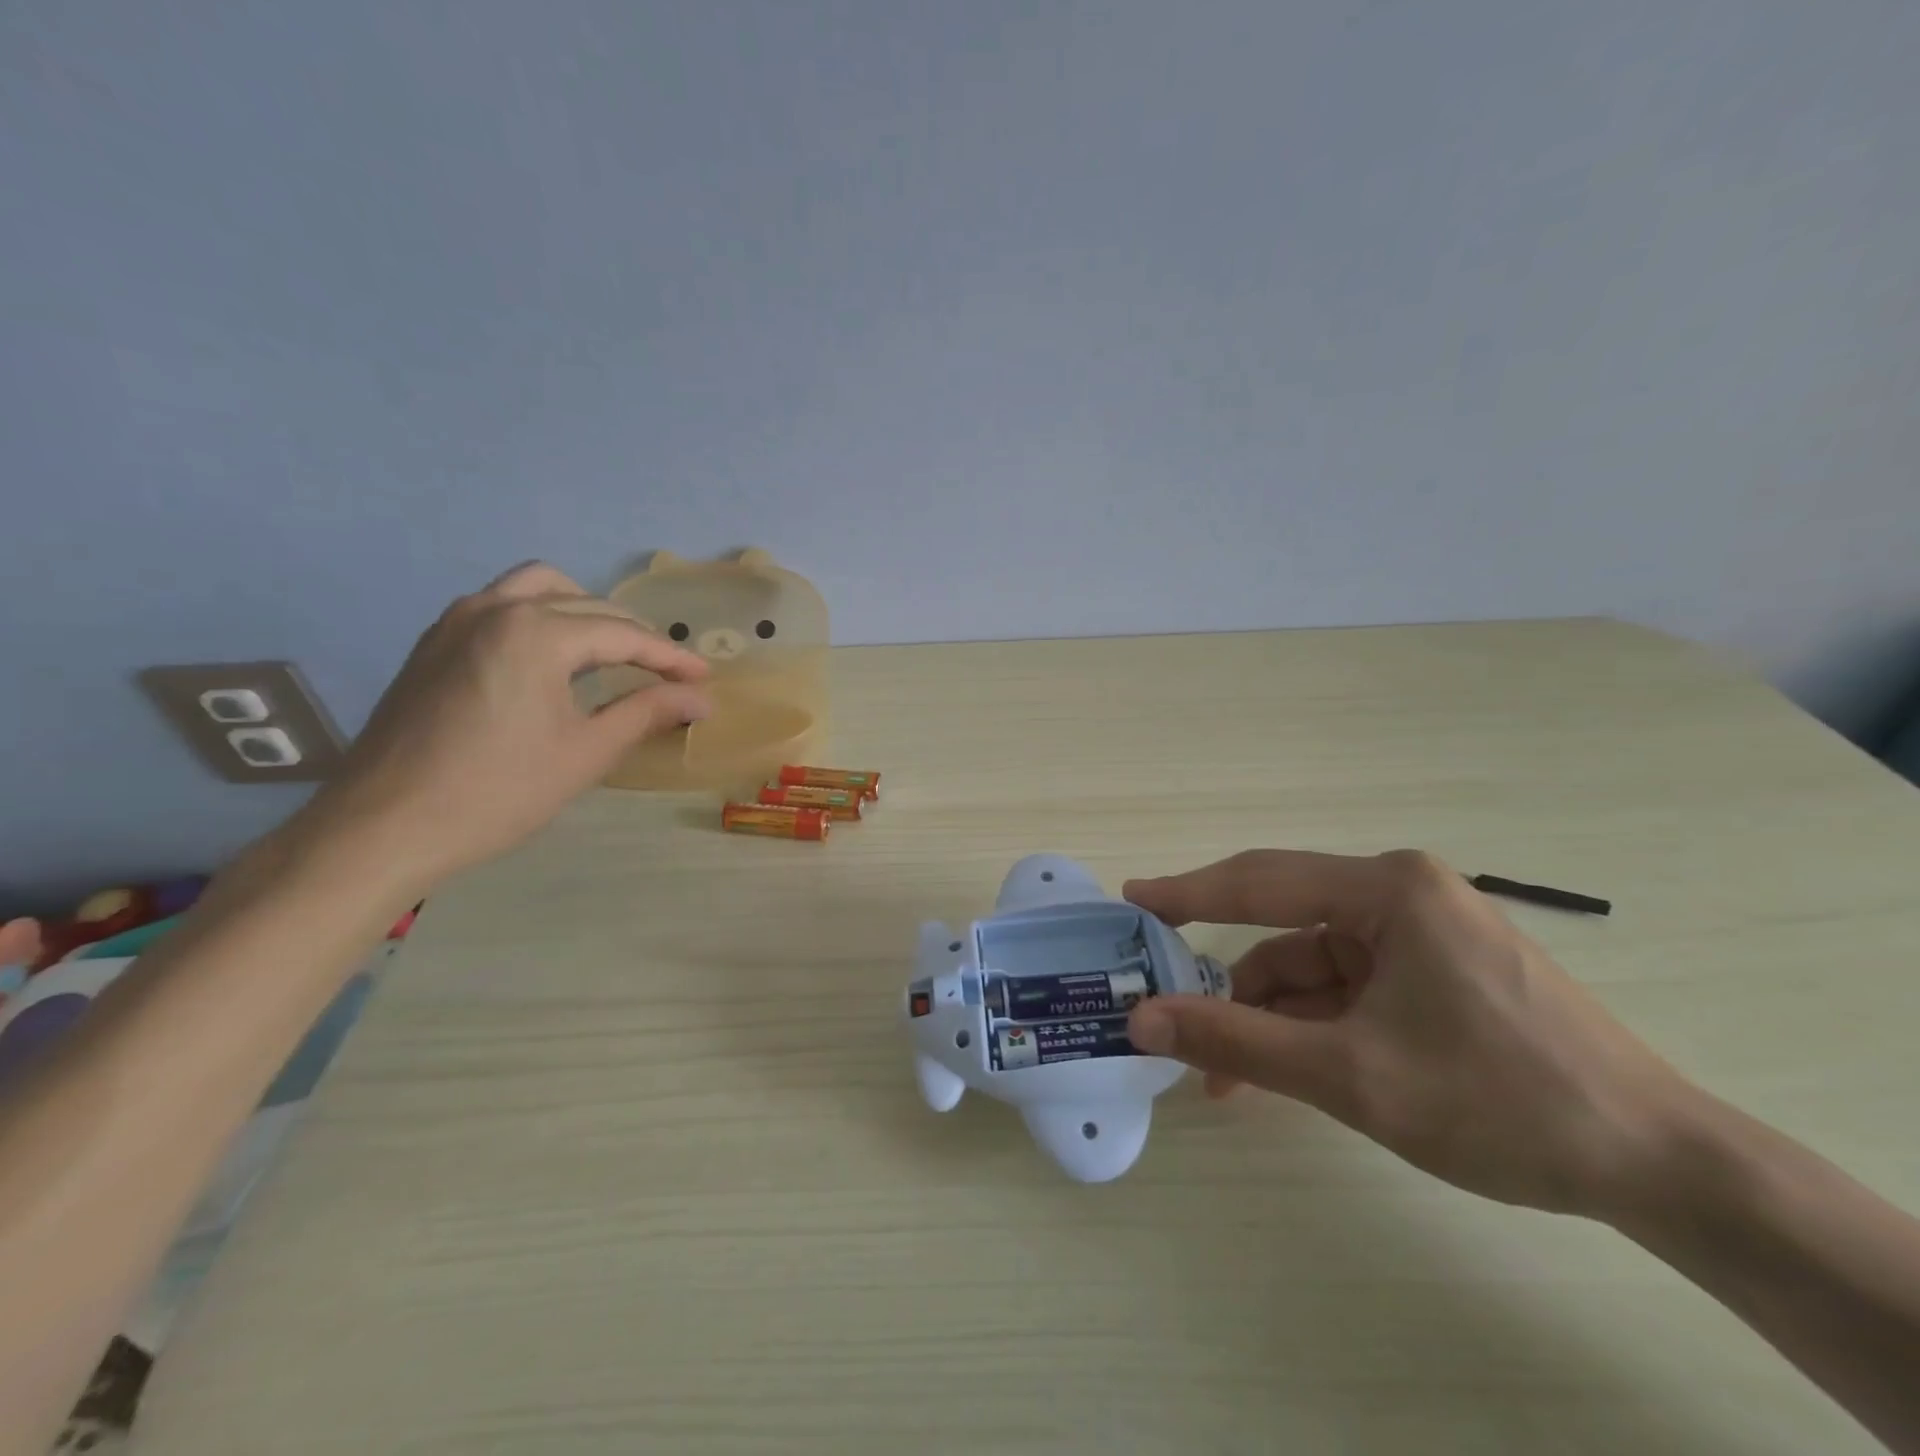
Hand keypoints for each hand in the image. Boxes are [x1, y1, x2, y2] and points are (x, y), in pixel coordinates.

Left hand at [293, 563, 709, 896]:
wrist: (383, 827)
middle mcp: (495, 609)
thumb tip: (701, 699)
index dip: (670, 657)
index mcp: (535, 633)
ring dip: (586, 612)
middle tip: (670, 673)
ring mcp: (456, 621)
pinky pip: (502, 605)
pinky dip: (542, 617)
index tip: (705, 677)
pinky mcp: (433, 642)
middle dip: (635, 636)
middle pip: (587, 606)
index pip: (622, 634)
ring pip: (539, 589)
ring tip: (614, 651)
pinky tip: (554, 658)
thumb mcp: (586, 753)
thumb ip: (647, 712)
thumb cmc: (497, 792)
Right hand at [1124, 849, 1693, 1217]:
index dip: (1187, 892)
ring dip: (1269, 1014)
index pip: (1259, 881)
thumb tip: (1142, 1021)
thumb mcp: (1351, 1074)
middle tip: (1165, 1001)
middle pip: (1284, 924)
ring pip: (1314, 964)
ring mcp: (1422, 933)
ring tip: (1225, 1073)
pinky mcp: (1436, 972)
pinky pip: (1349, 986)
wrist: (1663, 1168)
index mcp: (1387, 888)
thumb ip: (1237, 1040)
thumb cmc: (1500, 1102)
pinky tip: (1282, 1068)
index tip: (1132, 900)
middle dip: (1228, 976)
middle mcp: (1400, 894)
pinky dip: (1310, 1023)